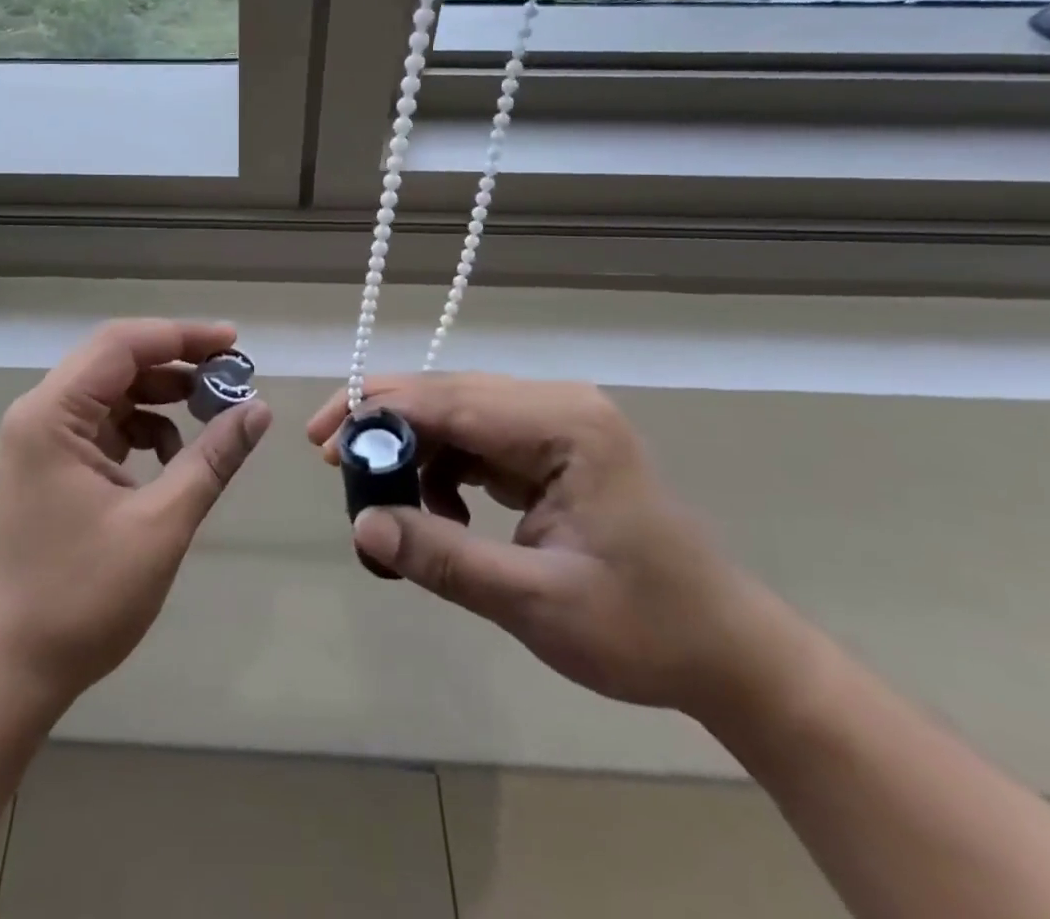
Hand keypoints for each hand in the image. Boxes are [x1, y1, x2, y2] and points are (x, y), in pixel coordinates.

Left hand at [0, 319, 271, 710]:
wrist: (11, 672)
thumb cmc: (81, 598)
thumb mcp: (160, 525)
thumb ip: (211, 460)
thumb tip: (258, 409)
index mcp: (52, 414)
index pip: (122, 345)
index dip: (182, 336)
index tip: (235, 343)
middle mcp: (40, 414)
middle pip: (115, 362)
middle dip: (177, 364)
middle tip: (233, 376)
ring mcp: (43, 441)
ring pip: (112, 393)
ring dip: (163, 396)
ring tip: (214, 413)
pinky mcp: (52, 466)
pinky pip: (105, 426)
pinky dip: (144, 429)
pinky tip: (175, 457)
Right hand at [308, 375, 801, 719]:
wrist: (728, 653)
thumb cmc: (644, 629)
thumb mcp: (535, 603)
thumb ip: (445, 559)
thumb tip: (362, 525)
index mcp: (564, 424)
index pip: (448, 399)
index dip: (377, 413)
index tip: (321, 442)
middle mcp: (557, 405)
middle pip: (446, 395)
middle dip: (384, 426)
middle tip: (331, 463)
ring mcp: (555, 422)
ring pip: (455, 415)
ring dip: (412, 453)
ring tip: (388, 506)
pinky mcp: (550, 446)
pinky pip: (475, 440)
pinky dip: (442, 470)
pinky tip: (440, 515)